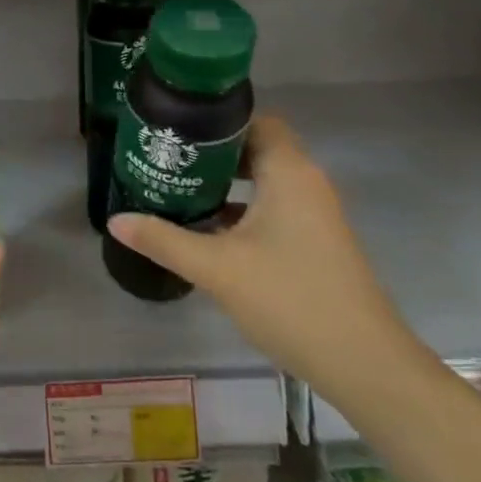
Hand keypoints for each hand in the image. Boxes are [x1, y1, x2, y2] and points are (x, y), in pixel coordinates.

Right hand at [108, 115, 412, 398]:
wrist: (364, 363)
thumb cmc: (290, 299)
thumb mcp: (217, 268)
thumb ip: (164, 240)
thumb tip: (116, 219)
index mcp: (289, 172)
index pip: (255, 119)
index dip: (216, 118)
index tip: (175, 127)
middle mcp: (306, 182)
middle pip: (256, 147)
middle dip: (211, 151)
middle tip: (166, 157)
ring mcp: (314, 214)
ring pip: (264, 179)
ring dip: (225, 181)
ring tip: (178, 187)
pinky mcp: (315, 241)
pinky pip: (273, 206)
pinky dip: (242, 207)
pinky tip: (208, 228)